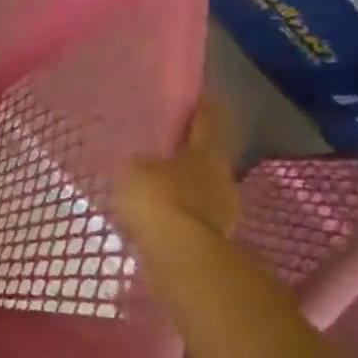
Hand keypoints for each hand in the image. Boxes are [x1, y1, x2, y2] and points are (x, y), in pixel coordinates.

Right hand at [117, 99, 240, 244]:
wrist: (181, 260)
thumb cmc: (159, 199)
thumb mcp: (135, 169)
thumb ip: (140, 161)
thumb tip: (144, 163)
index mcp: (208, 150)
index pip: (208, 117)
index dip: (200, 105)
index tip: (191, 97)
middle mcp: (222, 176)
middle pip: (207, 155)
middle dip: (188, 150)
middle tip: (163, 145)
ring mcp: (222, 211)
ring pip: (200, 187)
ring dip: (183, 185)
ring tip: (155, 183)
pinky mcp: (212, 239)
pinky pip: (191, 216)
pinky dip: (178, 212)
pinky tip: (158, 214)